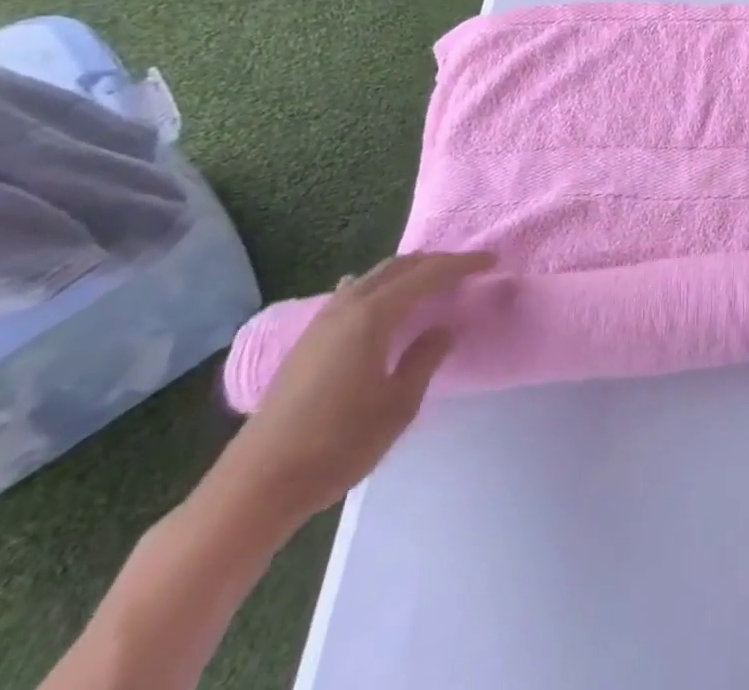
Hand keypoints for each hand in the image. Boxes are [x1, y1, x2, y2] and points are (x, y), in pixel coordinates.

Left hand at [204, 251, 494, 527]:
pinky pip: (352, 294)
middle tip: (466, 269)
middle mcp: (347, 308)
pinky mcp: (306, 343)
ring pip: (372, 277)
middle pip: (398, 267)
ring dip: (406, 272)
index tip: (492, 261)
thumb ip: (425, 359)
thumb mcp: (399, 404)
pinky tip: (376, 297)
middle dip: (435, 262)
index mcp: (373, 316)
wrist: (256, 487)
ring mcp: (321, 324)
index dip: (462, 265)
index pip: (428, 275)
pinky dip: (377, 287)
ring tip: (431, 280)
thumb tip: (443, 328)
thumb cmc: (338, 444)